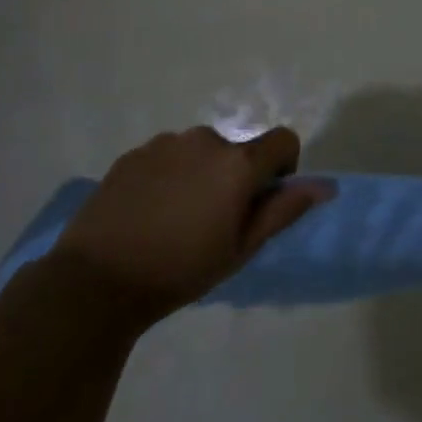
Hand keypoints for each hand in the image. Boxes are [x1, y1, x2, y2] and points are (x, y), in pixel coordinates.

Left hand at [55, 125, 332, 321]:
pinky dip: (168, 176)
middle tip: (212, 221)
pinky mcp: (133, 154)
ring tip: (175, 218)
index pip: (284, 140)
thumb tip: (324, 186)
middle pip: (237, 150)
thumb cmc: (181, 269)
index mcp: (238, 162)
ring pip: (200, 153)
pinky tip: (148, 213)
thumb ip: (284, 210)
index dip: (283, 167)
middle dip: (234, 177)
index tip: (262, 200)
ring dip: (200, 175)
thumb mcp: (241, 248)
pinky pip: (166, 157)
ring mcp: (165, 143)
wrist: (96, 281)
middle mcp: (205, 140)